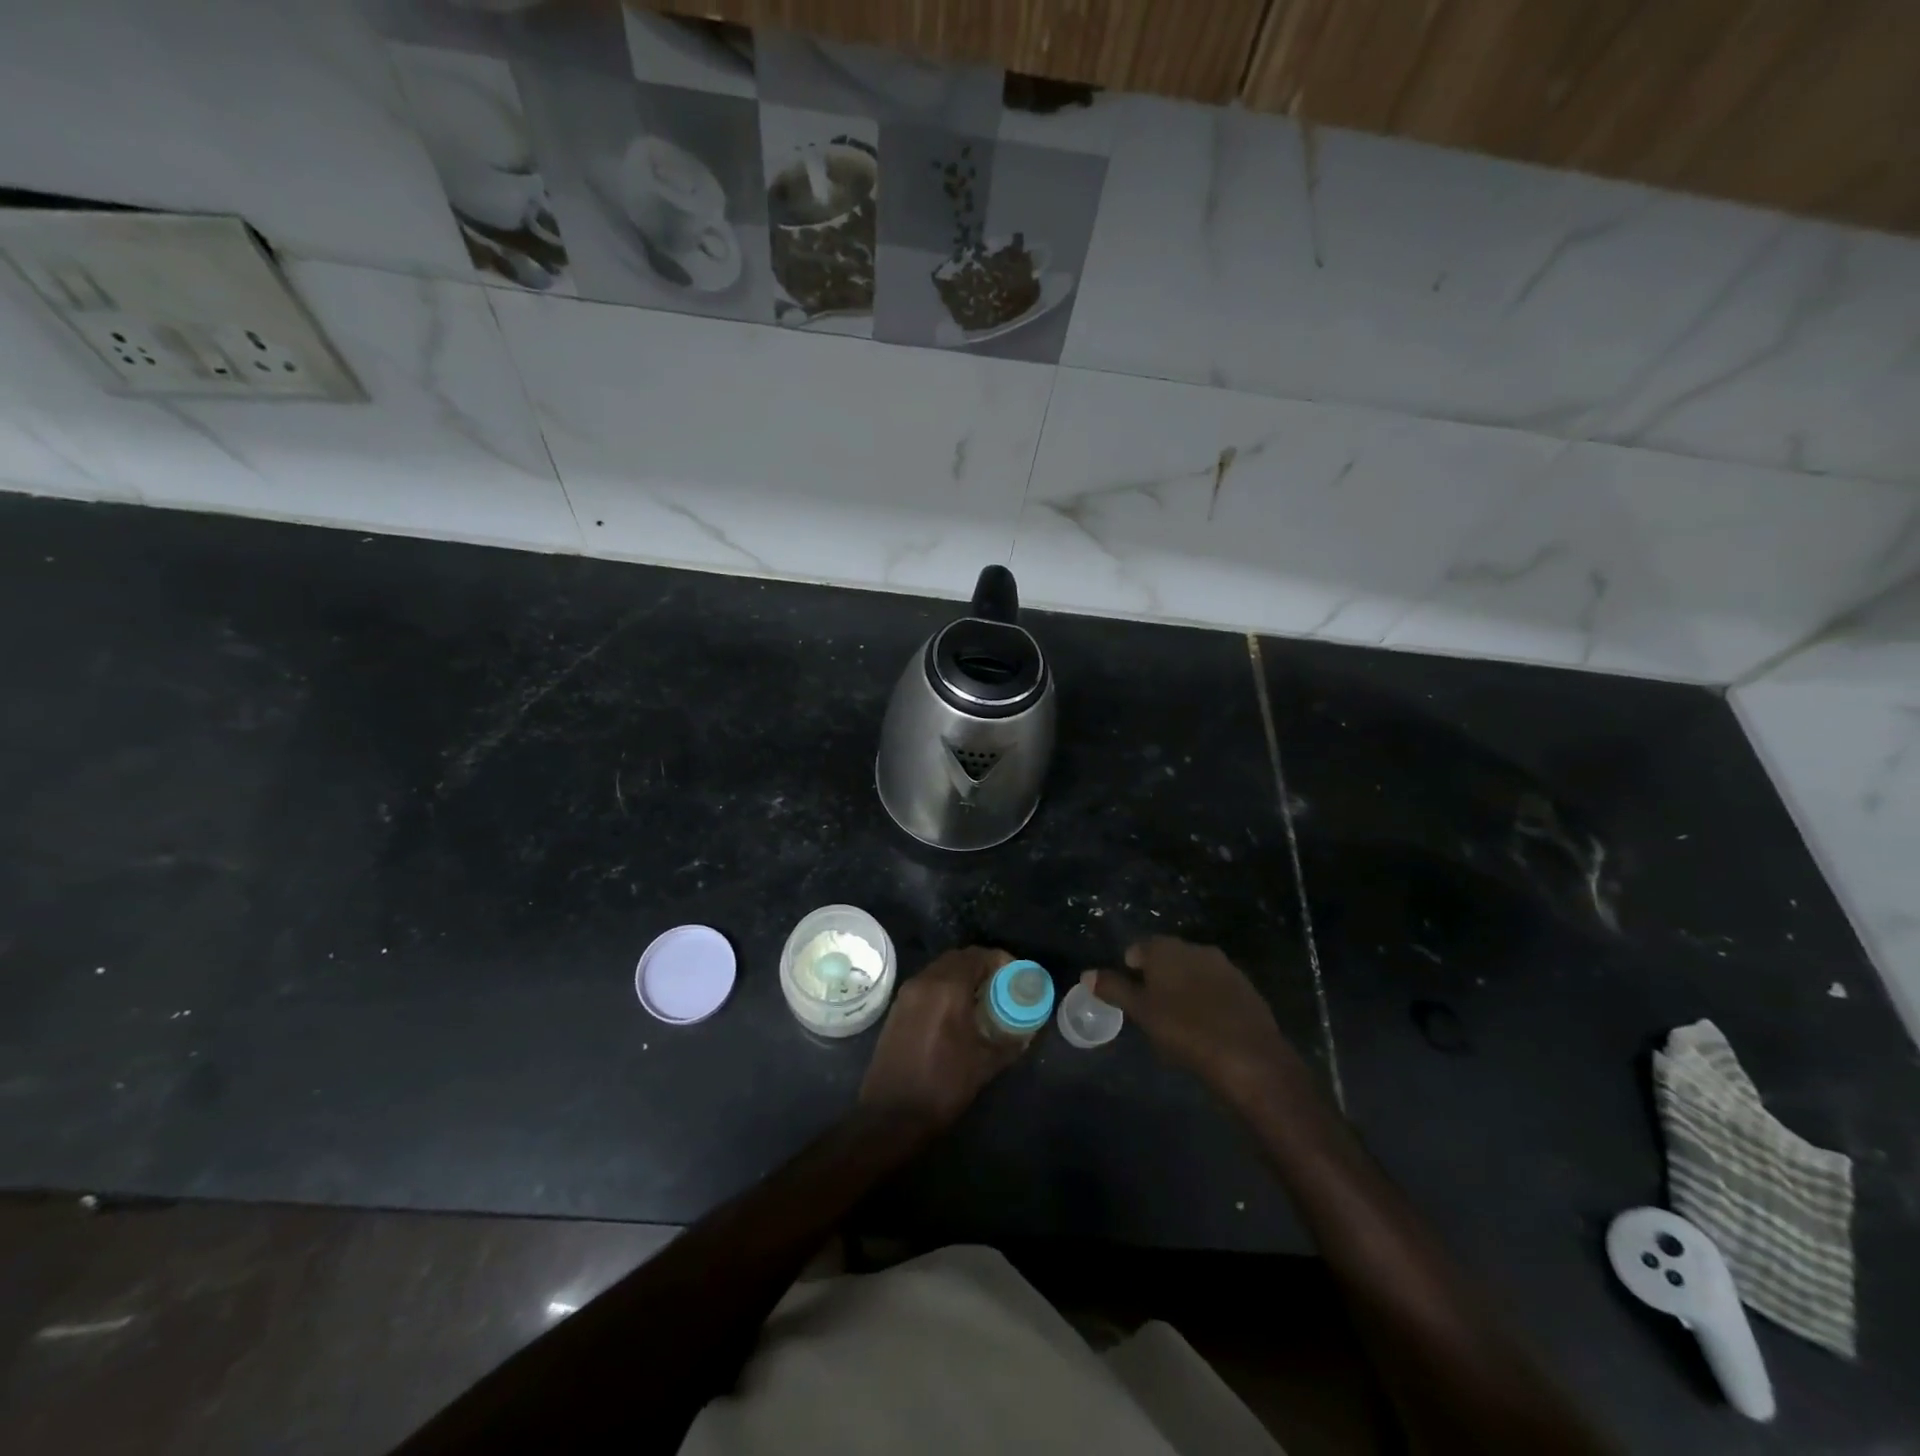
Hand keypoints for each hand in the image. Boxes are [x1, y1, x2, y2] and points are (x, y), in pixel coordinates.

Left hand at [861, 947, 1028, 1130]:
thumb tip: (1027, 1031)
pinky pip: (926, 984)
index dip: (1000, 960)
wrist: (891, 1114)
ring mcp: (907, 993)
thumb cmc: (943, 1085)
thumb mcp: (985, 1064)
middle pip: (958, 958)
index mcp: (948, 988)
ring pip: (940, 969)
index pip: (978, 956)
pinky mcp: (897, 1008)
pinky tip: (956, 1011)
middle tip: (1001, 985)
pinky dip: (944, 986)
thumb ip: (1010, 1041)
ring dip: (961, 975)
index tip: (1016, 974)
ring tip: (981, 998)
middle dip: (981, 966)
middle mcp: (925, 981)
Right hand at [1091, 937, 1308, 1108]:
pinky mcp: (1247, 989)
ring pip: (1194, 972)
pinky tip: (1206, 1025)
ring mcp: (1226, 967)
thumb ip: (1114, 989)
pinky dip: (1207, 1000)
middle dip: (1158, 976)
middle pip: (1168, 957)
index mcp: (1168, 949)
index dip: (1131, 967)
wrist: (1250, 1057)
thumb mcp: (1142, 1012)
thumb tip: (1086, 973)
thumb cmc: (1186, 1031)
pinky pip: (1217, 988)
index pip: (1140, 947)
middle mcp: (1197, 949)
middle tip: (1150, 1007)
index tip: (1130, 993)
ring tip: (1178, 1018)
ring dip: (1184, 987)